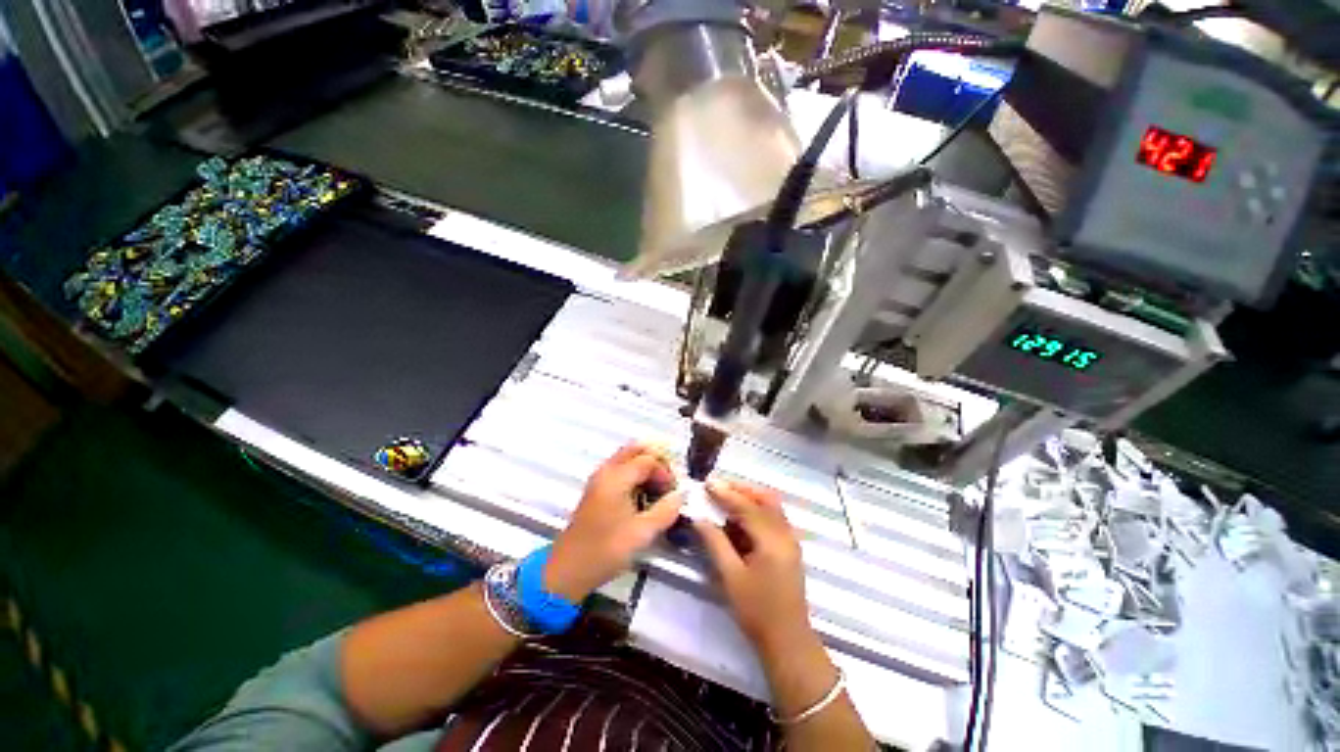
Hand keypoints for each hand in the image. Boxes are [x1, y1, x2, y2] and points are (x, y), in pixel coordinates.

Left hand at [544, 442, 684, 600]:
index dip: (665, 472)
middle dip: (656, 461)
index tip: (673, 493)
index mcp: (616, 477)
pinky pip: (620, 470)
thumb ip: (666, 511)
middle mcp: (606, 471)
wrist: (568, 569)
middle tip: (668, 482)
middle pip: (636, 450)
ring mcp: (599, 479)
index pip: (648, 459)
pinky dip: (635, 475)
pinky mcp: (596, 490)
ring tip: (658, 490)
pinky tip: (643, 496)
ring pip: (627, 458)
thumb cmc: (605, 550)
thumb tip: (681, 495)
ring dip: (645, 468)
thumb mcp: (642, 533)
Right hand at [693, 479, 817, 657]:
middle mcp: (786, 534)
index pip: (747, 507)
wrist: (788, 641)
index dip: (726, 493)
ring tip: (725, 499)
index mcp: (772, 541)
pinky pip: (774, 518)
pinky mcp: (790, 548)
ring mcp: (791, 540)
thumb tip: (698, 518)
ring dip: (750, 498)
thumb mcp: (731, 577)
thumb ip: (715, 542)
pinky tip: (739, 519)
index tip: (707, 483)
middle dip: (741, 489)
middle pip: (765, 499)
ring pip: (771, 507)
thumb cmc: (757, 611)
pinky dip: (757, 511)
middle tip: (718, 487)